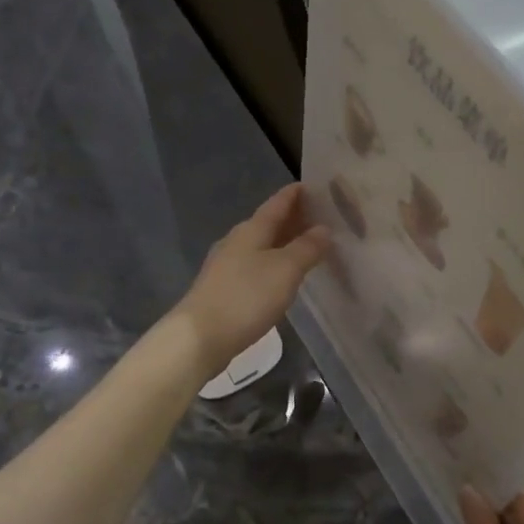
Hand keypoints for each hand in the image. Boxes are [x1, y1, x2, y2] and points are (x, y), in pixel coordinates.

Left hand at [172, 184, 329, 381]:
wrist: (200, 337)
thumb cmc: (246, 297)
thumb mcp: (286, 270)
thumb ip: (307, 247)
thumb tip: (324, 228)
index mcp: (251, 230)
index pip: (277, 203)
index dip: (295, 194)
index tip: (313, 186)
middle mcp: (236, 241)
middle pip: (268, 223)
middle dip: (293, 219)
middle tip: (321, 218)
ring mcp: (226, 266)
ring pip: (261, 246)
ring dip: (283, 243)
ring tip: (307, 246)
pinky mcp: (223, 289)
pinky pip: (254, 266)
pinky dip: (273, 264)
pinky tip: (282, 276)